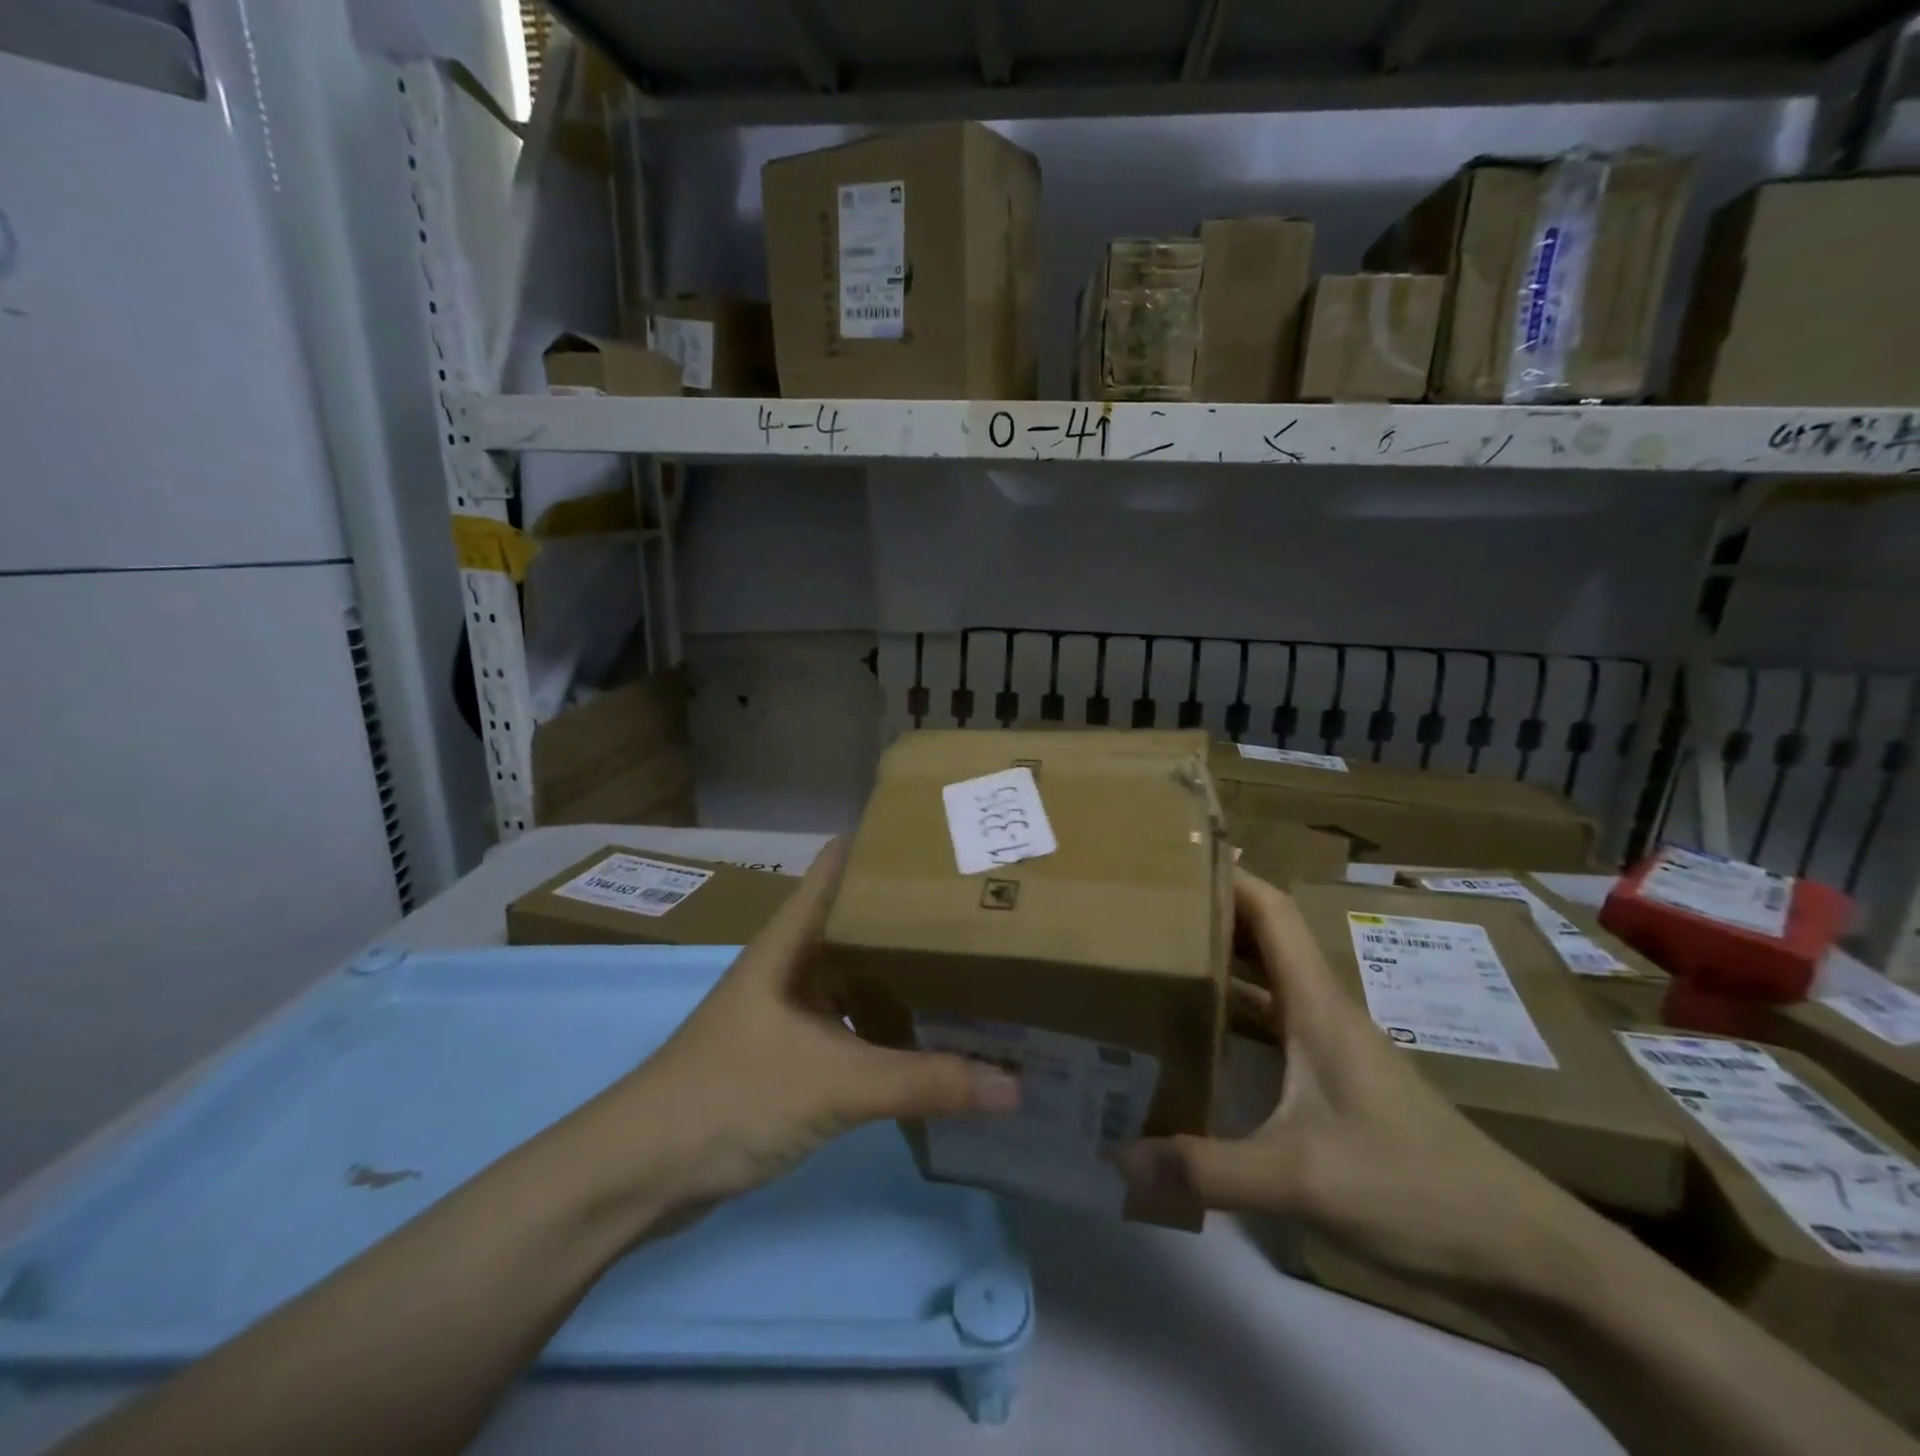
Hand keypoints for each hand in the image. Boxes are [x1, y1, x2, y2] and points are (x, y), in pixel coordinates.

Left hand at [586, 840, 1019, 1229]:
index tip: (946, 839)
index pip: (841, 864)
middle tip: (984, 905)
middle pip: (860, 920)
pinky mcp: (792, 1055)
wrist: (639, 1174)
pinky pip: (854, 1025)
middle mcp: (794, 963)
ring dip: (906, 973)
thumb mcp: (835, 1082)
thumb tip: (1015, 1085)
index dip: (885, 844)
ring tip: (975, 963)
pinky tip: (935, 1035)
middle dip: (914, 912)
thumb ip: (925, 1082)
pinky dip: (891, 1025)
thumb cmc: (730, 1095)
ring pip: (859, 976)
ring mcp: (792, 1010)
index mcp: (793, 939)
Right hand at [1116, 869, 1582, 1296]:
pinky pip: (1272, 1028)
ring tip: (1158, 961)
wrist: (1519, 1249)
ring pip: (1266, 985)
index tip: (1172, 857)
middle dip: (1209, 915)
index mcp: (1317, 1004)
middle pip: (1262, 939)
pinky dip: (1234, 1017)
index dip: (1227, 875)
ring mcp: (1332, 1049)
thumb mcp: (1300, 1178)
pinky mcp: (1336, 1085)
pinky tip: (1200, 1041)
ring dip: (1220, 964)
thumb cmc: (1413, 1186)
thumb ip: (1207, 1170)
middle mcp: (1322, 1013)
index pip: (1271, 911)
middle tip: (1144, 908)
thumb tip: (1120, 1160)